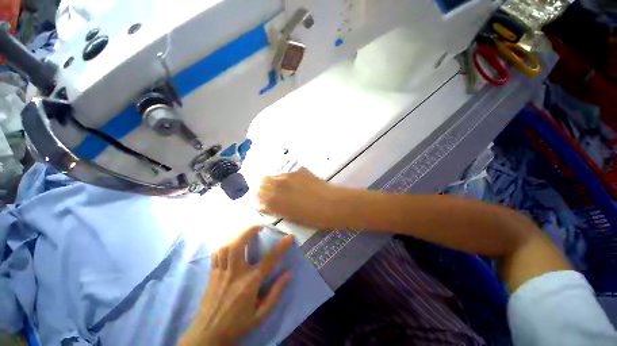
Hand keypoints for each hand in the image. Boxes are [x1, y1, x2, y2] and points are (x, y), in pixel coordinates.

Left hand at [179, 226, 292, 345]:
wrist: (207, 337)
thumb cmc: (237, 325)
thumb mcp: (261, 315)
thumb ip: (275, 293)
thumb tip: (288, 273)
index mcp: (250, 283)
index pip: (269, 260)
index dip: (281, 246)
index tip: (289, 237)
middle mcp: (235, 274)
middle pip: (239, 245)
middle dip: (249, 231)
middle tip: (258, 226)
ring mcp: (221, 273)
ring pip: (226, 247)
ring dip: (236, 236)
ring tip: (244, 233)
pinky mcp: (211, 275)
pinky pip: (216, 255)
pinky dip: (224, 246)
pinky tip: (229, 245)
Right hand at [258, 168, 343, 229]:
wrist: (333, 204)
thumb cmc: (313, 217)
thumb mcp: (291, 218)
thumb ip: (276, 210)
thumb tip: (265, 205)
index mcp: (275, 200)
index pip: (258, 195)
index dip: (259, 197)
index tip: (262, 199)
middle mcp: (279, 185)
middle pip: (263, 181)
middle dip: (264, 186)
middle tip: (272, 192)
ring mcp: (290, 176)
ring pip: (276, 175)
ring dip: (276, 180)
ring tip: (285, 187)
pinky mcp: (300, 171)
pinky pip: (289, 173)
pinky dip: (288, 178)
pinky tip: (297, 183)